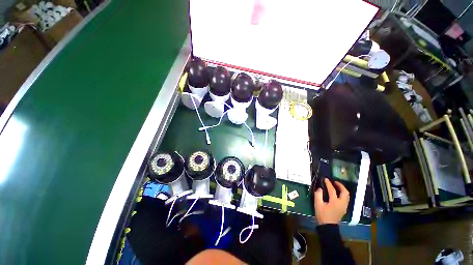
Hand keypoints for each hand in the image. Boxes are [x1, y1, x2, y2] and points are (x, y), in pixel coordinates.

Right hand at [314, 178, 349, 224]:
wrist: (328, 227)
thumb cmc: (322, 215)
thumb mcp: (317, 204)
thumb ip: (318, 195)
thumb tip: (320, 188)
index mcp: (335, 202)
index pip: (332, 190)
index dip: (328, 183)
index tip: (325, 179)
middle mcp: (342, 203)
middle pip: (345, 192)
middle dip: (340, 185)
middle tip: (334, 182)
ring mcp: (344, 206)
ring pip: (346, 196)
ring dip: (342, 189)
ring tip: (336, 186)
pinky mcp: (343, 209)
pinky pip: (345, 199)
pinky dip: (342, 194)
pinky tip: (337, 193)